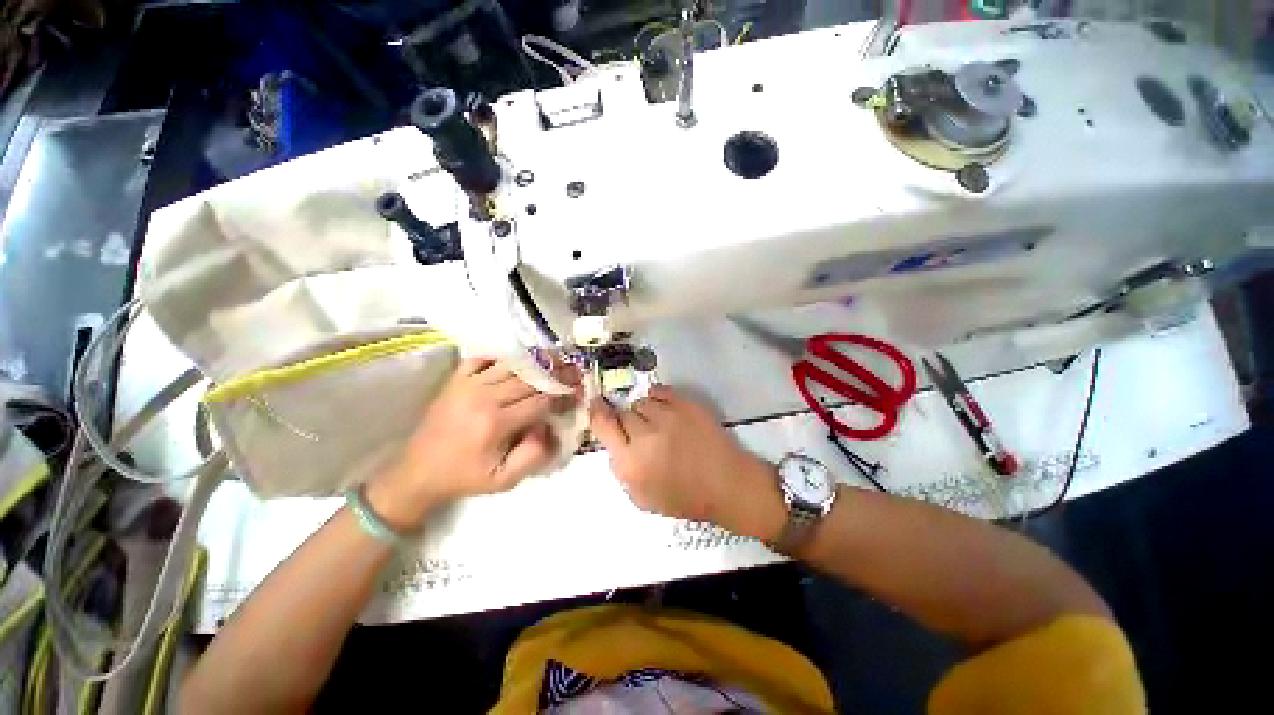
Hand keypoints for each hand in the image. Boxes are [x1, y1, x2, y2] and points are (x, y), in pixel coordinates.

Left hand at [370, 357, 572, 528]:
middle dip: (556, 374)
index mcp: (496, 423)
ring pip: (511, 364)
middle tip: (575, 371)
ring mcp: (467, 384)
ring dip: (536, 361)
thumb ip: (534, 455)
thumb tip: (547, 426)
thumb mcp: (504, 480)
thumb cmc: (466, 477)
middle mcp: (483, 396)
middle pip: (530, 378)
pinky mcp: (456, 379)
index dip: (563, 395)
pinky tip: (518, 361)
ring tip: (555, 360)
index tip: (577, 393)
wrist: (419, 472)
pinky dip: (503, 356)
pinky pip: (483, 358)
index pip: (540, 400)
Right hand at [589, 386, 784, 539]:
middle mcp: (644, 435)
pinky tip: (667, 411)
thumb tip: (614, 442)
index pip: (602, 425)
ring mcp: (667, 416)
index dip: (597, 411)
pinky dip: (659, 399)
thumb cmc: (684, 498)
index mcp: (630, 463)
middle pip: (623, 413)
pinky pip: (659, 391)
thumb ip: (621, 469)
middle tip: (643, 433)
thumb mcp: (642, 498)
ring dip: (646, 412)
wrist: (727, 484)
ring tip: (661, 424)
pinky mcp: (685, 404)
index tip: (596, 404)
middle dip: (628, 422)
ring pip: (642, 402)